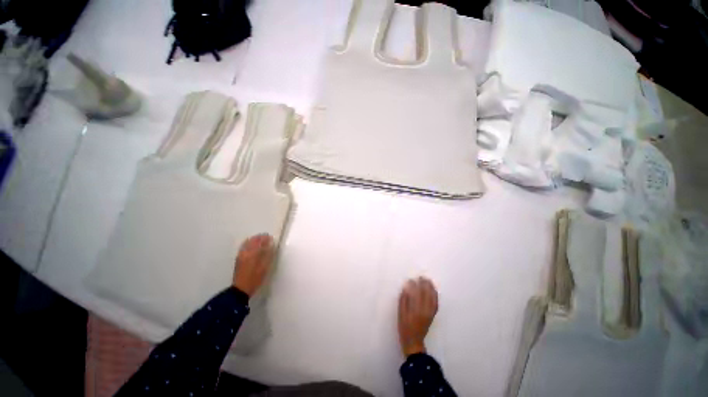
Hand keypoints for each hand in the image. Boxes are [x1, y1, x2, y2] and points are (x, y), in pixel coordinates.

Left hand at [232, 234, 274, 296]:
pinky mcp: (238, 259)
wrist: (240, 289)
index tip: (271, 238)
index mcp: (252, 253)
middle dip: (260, 237)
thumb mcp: (265, 267)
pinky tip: (253, 247)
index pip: (259, 241)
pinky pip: (244, 247)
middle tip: (267, 239)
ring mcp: (240, 255)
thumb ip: (268, 254)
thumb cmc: (255, 278)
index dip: (266, 238)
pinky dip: (249, 244)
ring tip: (261, 242)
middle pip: (252, 240)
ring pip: (247, 243)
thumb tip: (270, 244)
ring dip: (254, 240)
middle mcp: (245, 252)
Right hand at [398, 277, 438, 356]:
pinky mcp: (432, 316)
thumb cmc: (404, 327)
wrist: (413, 342)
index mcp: (416, 310)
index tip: (412, 279)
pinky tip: (434, 291)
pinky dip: (435, 296)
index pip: (417, 294)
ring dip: (431, 288)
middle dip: (425, 285)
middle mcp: (425, 310)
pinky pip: (436, 304)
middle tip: (422, 277)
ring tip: (429, 281)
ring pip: (433, 298)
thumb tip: (406, 288)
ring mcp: (430, 313)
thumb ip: (403, 301)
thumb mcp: (401, 314)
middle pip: (426, 295)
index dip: (415, 286)